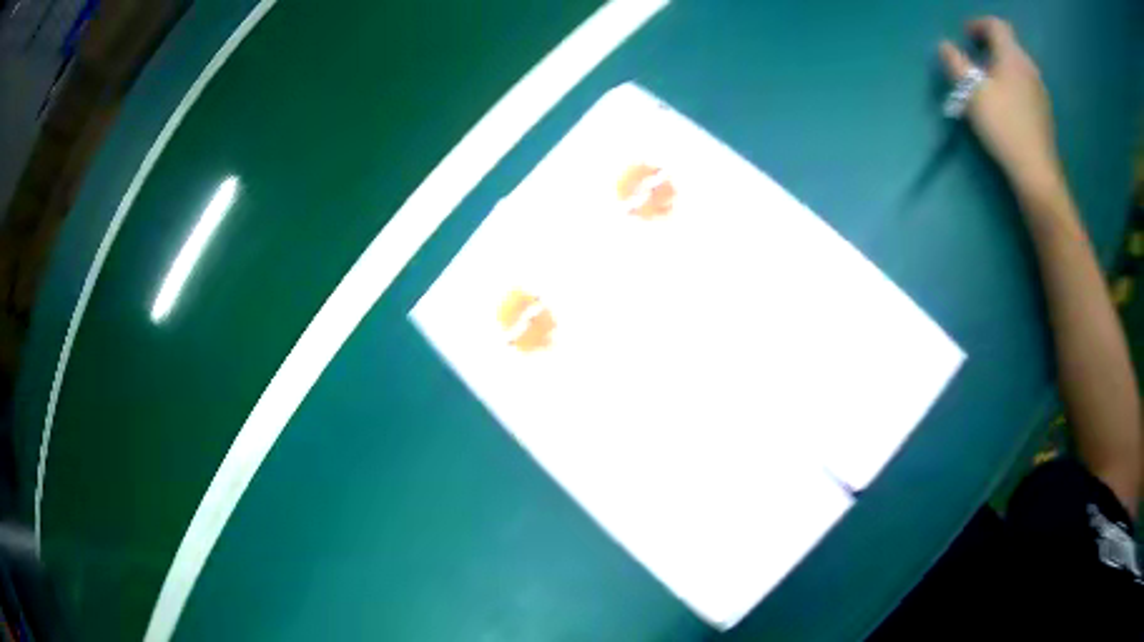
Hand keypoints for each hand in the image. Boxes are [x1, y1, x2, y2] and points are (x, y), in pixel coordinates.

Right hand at [939, 18, 1063, 197]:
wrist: (1037, 174)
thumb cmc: (1004, 127)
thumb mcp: (971, 92)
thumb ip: (955, 63)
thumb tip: (946, 46)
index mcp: (1012, 56)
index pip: (995, 24)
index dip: (979, 24)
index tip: (966, 37)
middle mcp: (1029, 67)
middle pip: (1009, 44)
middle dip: (990, 46)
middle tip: (975, 61)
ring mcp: (1041, 91)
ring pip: (1018, 66)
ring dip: (1002, 67)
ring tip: (990, 85)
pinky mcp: (1045, 112)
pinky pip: (1026, 85)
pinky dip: (1013, 85)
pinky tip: (1007, 105)